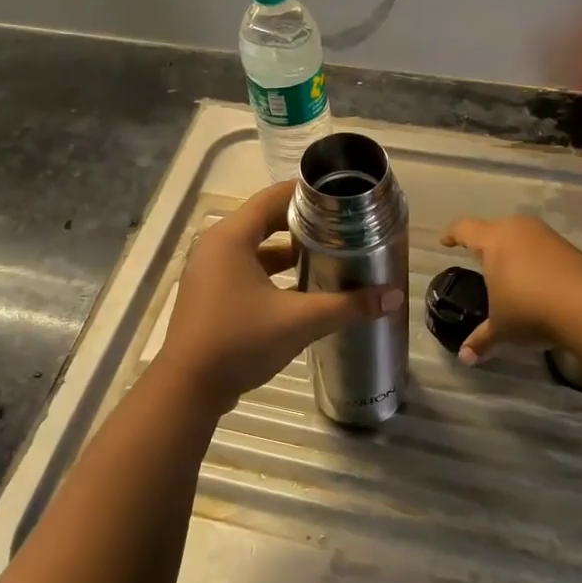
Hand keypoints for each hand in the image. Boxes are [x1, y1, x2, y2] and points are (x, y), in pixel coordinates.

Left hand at [157, 181, 405, 412]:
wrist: (188, 389)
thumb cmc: (240, 342)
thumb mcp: (299, 321)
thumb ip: (347, 306)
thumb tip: (393, 296)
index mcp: (231, 237)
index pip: (273, 196)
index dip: (307, 193)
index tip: (341, 197)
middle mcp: (216, 245)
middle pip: (265, 219)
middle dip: (303, 222)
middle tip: (341, 225)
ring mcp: (210, 270)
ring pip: (256, 247)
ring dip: (288, 249)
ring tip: (328, 253)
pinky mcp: (210, 293)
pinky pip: (246, 268)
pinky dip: (273, 271)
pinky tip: (302, 287)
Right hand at [438, 214, 581, 363]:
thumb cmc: (530, 309)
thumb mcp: (502, 328)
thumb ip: (482, 339)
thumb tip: (465, 358)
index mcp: (493, 240)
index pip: (465, 229)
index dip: (452, 234)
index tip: (445, 241)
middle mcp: (518, 230)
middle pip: (495, 228)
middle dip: (485, 242)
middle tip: (479, 258)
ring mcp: (546, 236)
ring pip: (521, 235)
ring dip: (513, 249)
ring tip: (510, 271)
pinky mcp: (569, 248)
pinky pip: (543, 248)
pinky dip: (535, 260)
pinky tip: (538, 280)